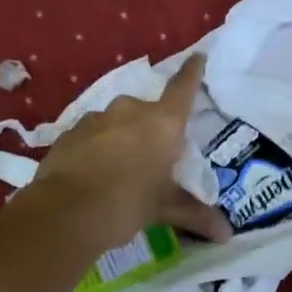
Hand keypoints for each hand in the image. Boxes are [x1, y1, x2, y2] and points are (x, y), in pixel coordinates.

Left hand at [30, 55, 231, 250]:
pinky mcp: (69, 132)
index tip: (197, 56)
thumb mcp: (163, 208)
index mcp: (162, 123)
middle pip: (148, 112)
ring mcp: (96, 118)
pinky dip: (96, 148)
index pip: (183, 88)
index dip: (192, 72)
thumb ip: (193, 214)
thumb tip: (226, 235)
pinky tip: (93, 174)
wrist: (66, 212)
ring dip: (121, 139)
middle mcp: (130, 111)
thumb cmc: (127, 203)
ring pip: (117, 123)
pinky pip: (92, 136)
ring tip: (120, 171)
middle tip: (153, 159)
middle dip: (151, 130)